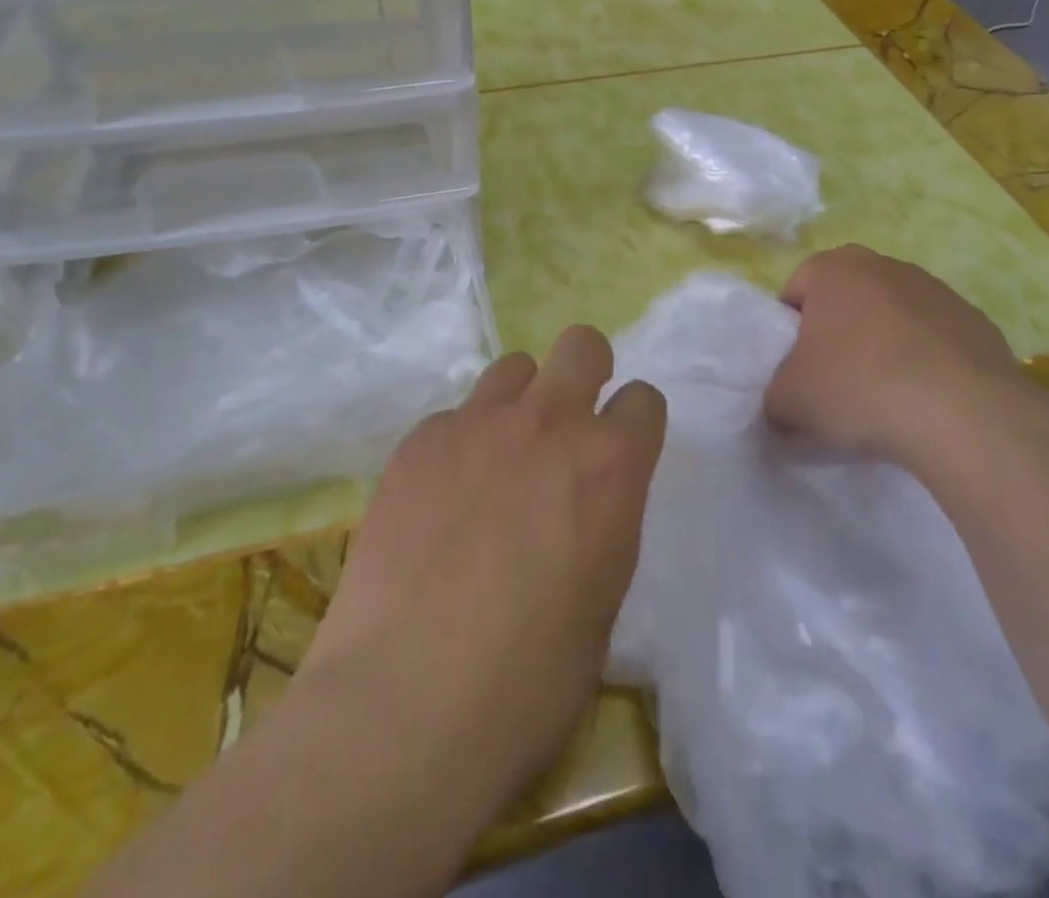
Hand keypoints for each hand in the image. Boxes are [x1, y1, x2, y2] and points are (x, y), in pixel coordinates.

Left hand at [295, 326, 666, 819]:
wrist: (404, 705)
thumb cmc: (528, 681)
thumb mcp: (602, 601)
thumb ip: (604, 522)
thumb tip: (585, 502)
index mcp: (609, 465)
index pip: (644, 399)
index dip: (635, 424)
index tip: (621, 452)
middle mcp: (548, 423)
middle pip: (581, 344)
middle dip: (585, 372)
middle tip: (566, 427)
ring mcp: (476, 424)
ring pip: (513, 368)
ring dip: (520, 402)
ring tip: (499, 459)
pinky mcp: (419, 442)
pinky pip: (453, 417)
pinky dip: (459, 444)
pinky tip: (441, 501)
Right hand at [763, 245, 1034, 465]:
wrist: (964, 414)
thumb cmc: (858, 388)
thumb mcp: (789, 401)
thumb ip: (775, 396)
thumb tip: (784, 408)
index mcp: (833, 269)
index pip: (796, 288)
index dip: (790, 329)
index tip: (797, 368)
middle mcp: (884, 265)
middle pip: (847, 297)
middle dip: (839, 332)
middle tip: (835, 379)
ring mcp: (936, 290)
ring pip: (893, 315)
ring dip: (884, 345)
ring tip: (885, 395)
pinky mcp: (978, 322)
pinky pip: (935, 339)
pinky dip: (926, 362)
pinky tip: (926, 400)